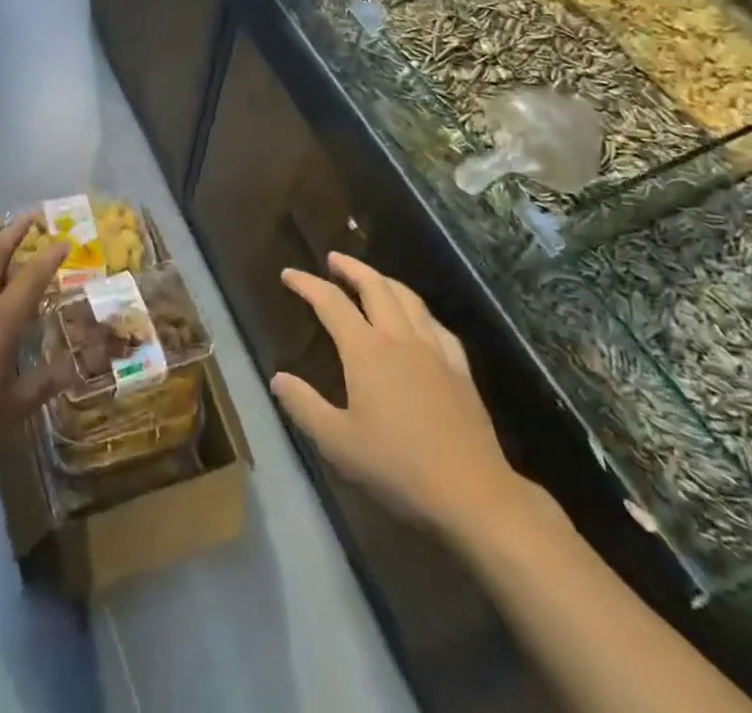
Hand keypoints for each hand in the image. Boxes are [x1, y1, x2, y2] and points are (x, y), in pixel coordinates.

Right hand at [271, 253, 530, 530]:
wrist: (472, 493)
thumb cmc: (398, 467)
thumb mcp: (338, 443)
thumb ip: (304, 406)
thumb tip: (278, 378)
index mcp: (366, 350)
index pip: (330, 303)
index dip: (307, 284)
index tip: (288, 274)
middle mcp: (399, 338)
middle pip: (374, 286)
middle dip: (351, 268)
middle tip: (333, 259)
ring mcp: (434, 350)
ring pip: (408, 298)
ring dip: (384, 280)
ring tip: (372, 277)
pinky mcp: (459, 368)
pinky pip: (436, 325)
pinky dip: (419, 310)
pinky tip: (419, 318)